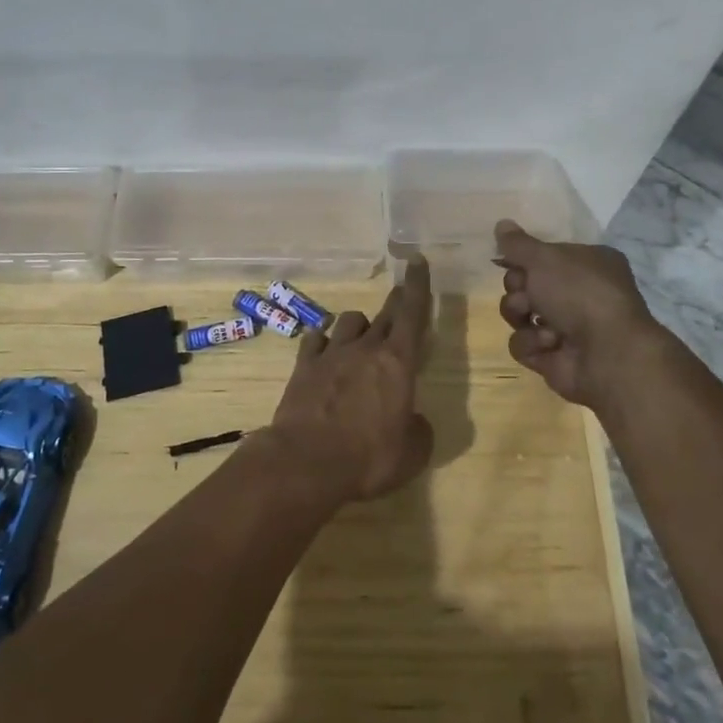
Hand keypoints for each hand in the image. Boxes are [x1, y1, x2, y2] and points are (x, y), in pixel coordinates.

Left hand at [264, 256, 435, 505]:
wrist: (305, 462)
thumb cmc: (369, 458)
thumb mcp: (412, 453)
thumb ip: (418, 430)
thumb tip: (414, 420)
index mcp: (398, 363)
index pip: (413, 313)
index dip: (418, 285)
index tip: (417, 260)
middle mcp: (366, 349)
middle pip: (385, 315)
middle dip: (396, 302)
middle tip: (401, 294)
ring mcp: (331, 354)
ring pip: (349, 322)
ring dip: (360, 325)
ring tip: (361, 336)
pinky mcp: (304, 367)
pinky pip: (316, 340)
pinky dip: (323, 341)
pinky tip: (323, 348)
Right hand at [495, 220, 672, 412]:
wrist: (607, 353)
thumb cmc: (580, 293)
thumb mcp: (545, 258)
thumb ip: (518, 243)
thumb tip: (501, 223)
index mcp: (587, 263)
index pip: (543, 256)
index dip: (522, 259)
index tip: (508, 260)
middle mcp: (579, 294)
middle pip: (526, 285)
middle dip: (518, 288)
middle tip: (525, 291)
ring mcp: (567, 328)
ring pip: (520, 315)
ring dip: (520, 314)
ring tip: (532, 318)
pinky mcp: (554, 358)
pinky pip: (525, 345)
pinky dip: (532, 343)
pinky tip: (549, 343)